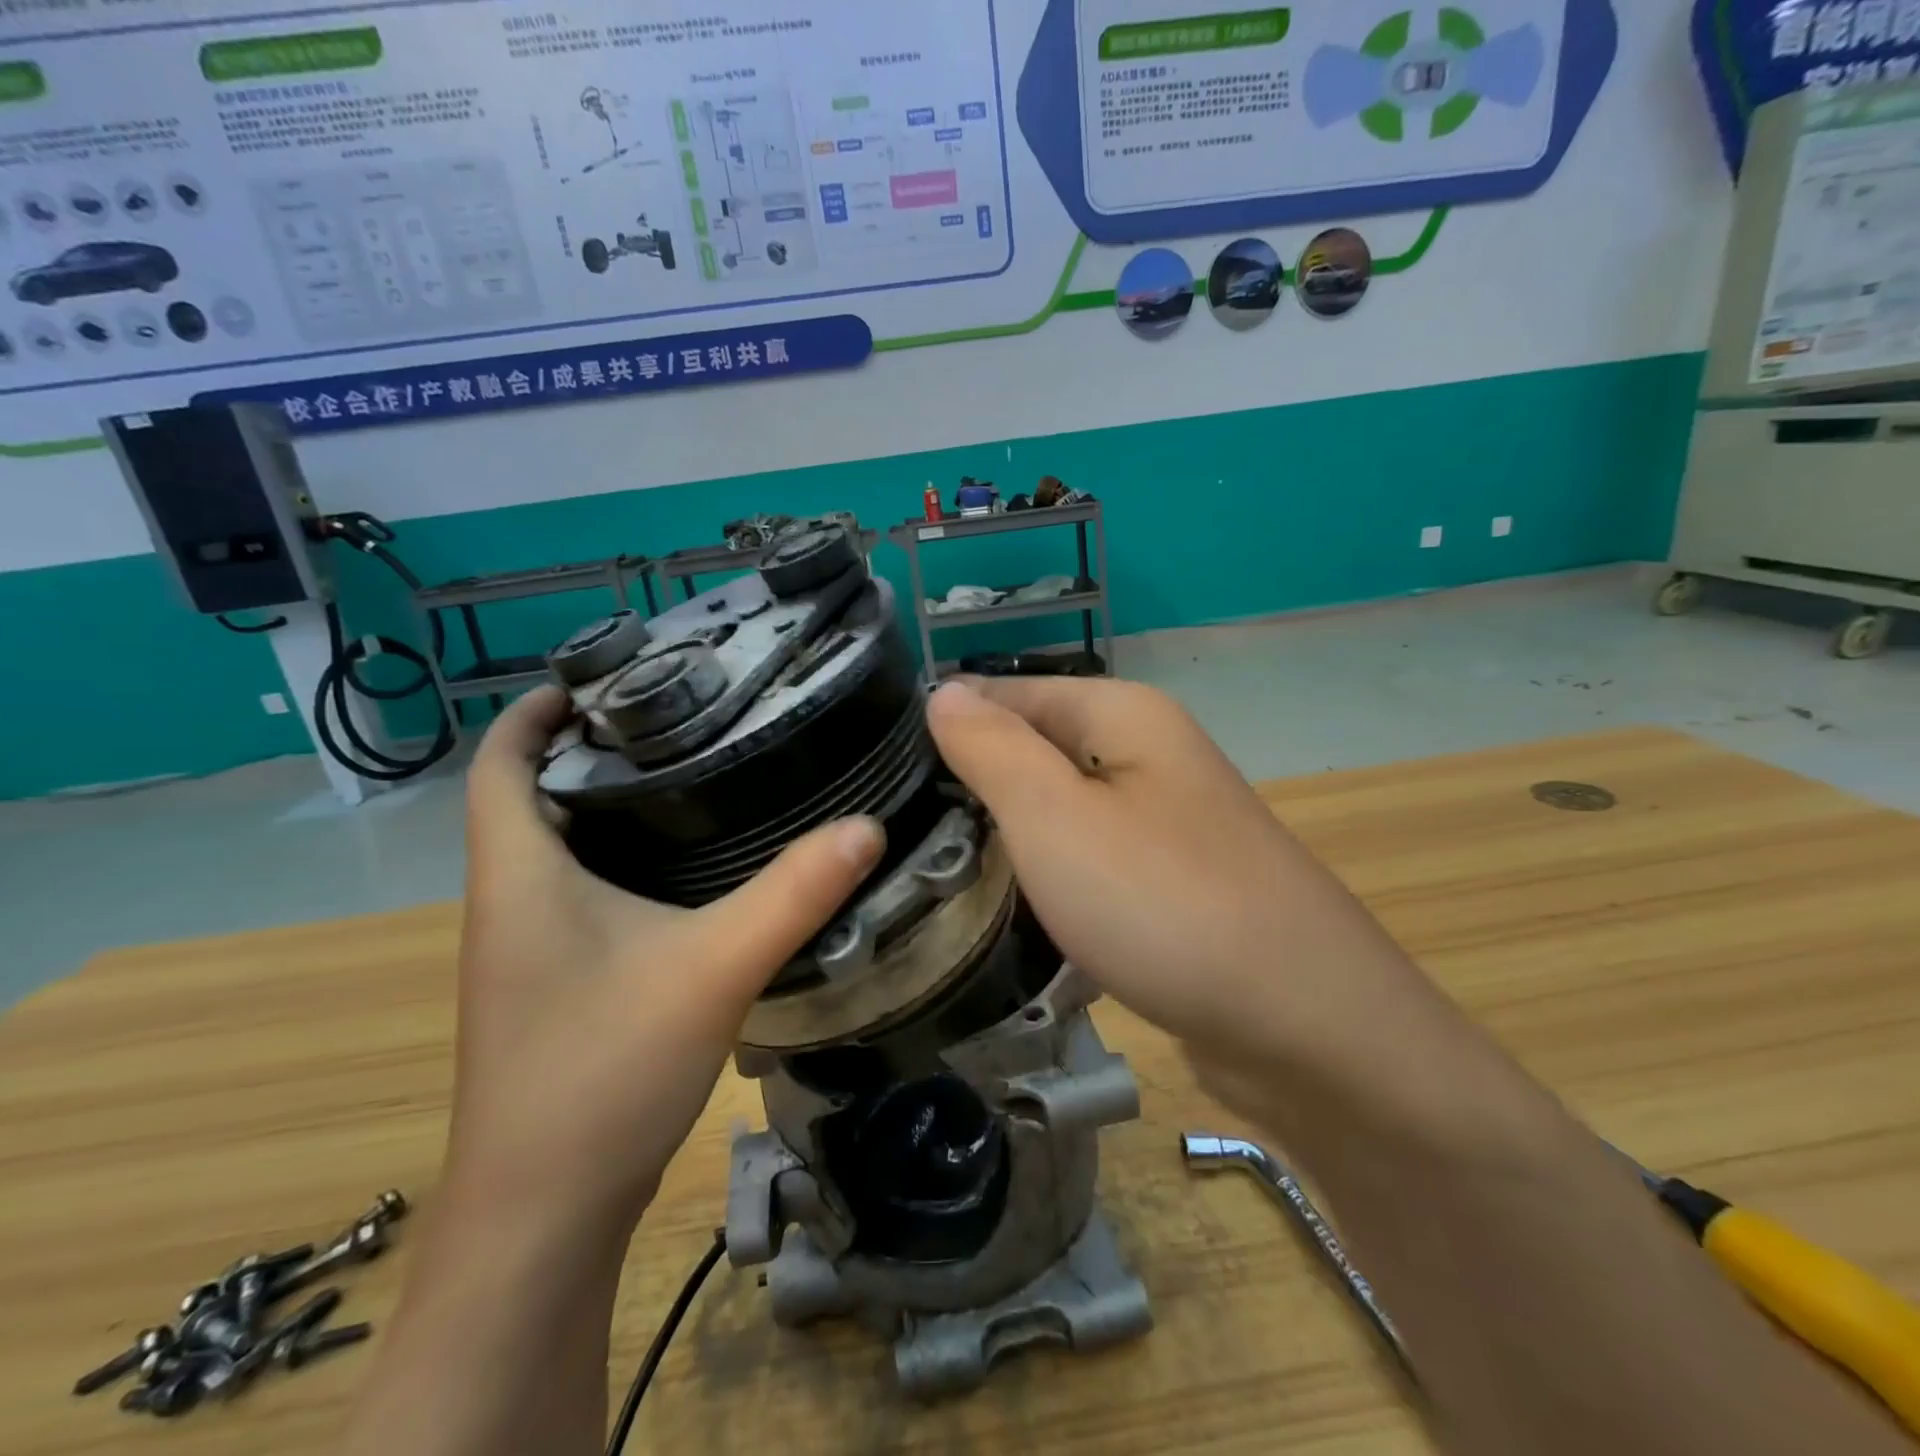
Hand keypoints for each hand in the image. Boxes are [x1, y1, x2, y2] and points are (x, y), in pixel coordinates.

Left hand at [446, 687, 884, 1232]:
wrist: (544, 1216)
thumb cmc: (603, 1073)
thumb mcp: (714, 968)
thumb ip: (793, 894)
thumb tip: (866, 826)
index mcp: (520, 876)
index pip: (498, 764)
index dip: (536, 712)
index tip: (605, 675)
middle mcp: (510, 902)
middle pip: (535, 796)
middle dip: (594, 749)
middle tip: (682, 714)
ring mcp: (530, 948)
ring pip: (563, 847)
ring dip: (613, 805)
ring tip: (698, 772)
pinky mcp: (558, 983)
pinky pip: (584, 892)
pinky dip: (627, 859)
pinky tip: (694, 867)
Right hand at [925, 678, 1438, 1102]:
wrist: (1305, 1025)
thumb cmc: (1162, 903)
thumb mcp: (1053, 816)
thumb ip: (991, 748)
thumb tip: (942, 694)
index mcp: (1123, 714)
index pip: (1007, 692)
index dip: (946, 723)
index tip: (880, 771)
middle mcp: (1150, 752)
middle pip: (1037, 748)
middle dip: (973, 782)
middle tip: (898, 828)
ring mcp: (1167, 819)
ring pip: (1062, 807)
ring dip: (1009, 832)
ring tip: (936, 865)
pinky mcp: (1174, 880)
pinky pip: (1091, 857)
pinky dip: (1051, 873)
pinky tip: (1012, 904)